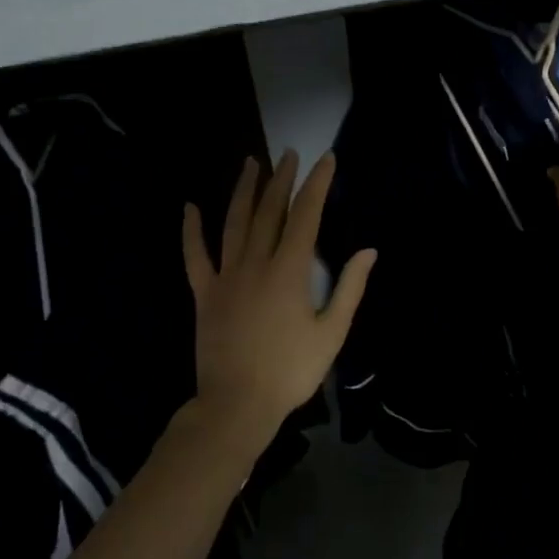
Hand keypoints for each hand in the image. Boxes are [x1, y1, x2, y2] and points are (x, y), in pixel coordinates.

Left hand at [183, 151, 374, 435]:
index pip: (306, 217)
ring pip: (233, 223)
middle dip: (281, 180)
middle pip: (269, 212)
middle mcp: (255, 264)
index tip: (326, 160)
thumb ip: (350, 288)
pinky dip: (191, 230)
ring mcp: (225, 277)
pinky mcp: (204, 293)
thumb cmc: (291, 371)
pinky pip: (195, 255)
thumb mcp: (332, 333)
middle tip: (289, 153)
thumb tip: (368, 251)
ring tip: (250, 163)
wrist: (237, 404)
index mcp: (289, 272)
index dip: (317, 186)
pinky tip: (190, 207)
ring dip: (243, 191)